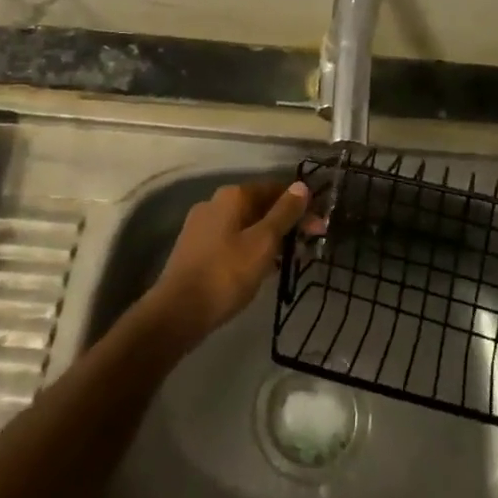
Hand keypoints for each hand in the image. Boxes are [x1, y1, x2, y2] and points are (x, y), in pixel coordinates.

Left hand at [148, 180, 310, 346]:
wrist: (178, 311)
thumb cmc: (226, 274)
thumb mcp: (263, 243)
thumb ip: (284, 213)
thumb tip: (302, 185)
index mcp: (232, 196)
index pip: (274, 188)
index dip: (300, 205)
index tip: (319, 226)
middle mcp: (215, 203)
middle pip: (259, 206)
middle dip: (286, 222)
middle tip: (309, 245)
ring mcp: (202, 226)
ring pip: (246, 224)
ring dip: (270, 237)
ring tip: (290, 260)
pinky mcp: (196, 248)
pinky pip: (232, 240)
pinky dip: (251, 248)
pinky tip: (262, 268)